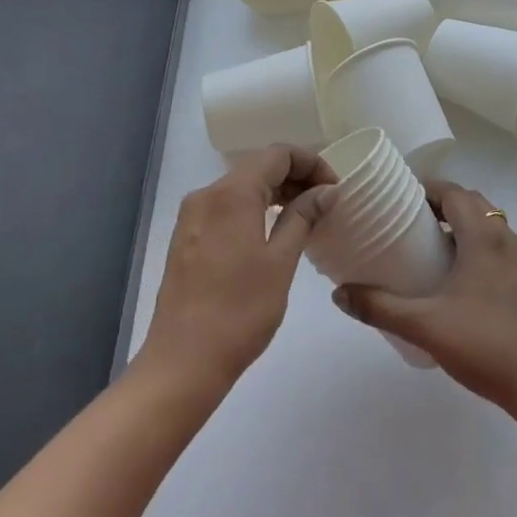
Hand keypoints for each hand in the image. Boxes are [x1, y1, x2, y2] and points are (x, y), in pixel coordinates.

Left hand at [138, 146, 332, 394]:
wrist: (183, 361)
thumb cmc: (240, 311)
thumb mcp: (281, 262)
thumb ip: (303, 217)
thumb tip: (325, 191)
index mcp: (232, 193)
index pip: (278, 154)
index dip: (311, 163)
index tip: (334, 189)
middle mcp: (207, 194)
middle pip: (257, 166)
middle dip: (294, 177)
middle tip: (325, 204)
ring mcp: (192, 216)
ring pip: (240, 187)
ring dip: (274, 193)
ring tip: (304, 217)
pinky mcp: (186, 237)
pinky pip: (225, 207)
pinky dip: (252, 209)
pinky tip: (270, 233)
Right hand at [334, 182, 516, 412]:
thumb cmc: (486, 345)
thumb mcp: (425, 325)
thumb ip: (380, 307)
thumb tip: (340, 294)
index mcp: (484, 237)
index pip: (454, 192)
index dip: (427, 188)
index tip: (398, 198)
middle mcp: (506, 240)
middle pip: (472, 204)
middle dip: (441, 204)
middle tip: (407, 221)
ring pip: (488, 226)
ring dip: (459, 226)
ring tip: (427, 247)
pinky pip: (497, 248)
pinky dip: (474, 247)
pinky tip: (455, 279)